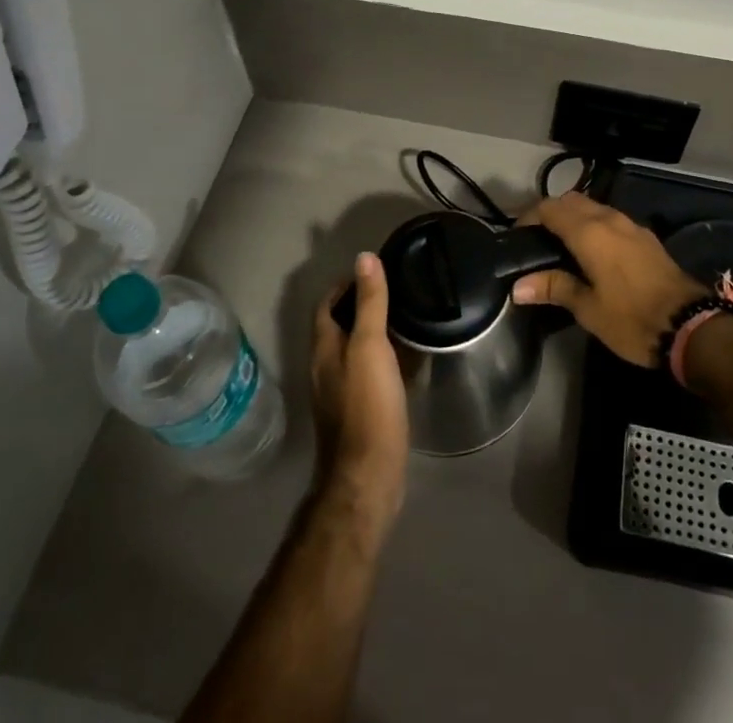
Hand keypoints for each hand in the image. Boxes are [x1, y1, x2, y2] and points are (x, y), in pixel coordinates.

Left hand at [311, 253, 409, 527]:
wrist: (368, 475)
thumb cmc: (368, 405)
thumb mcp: (371, 346)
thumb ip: (370, 303)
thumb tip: (364, 257)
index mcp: (324, 349)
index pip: (326, 305)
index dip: (345, 285)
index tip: (373, 271)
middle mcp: (326, 368)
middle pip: (340, 327)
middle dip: (362, 307)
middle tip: (396, 290)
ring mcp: (341, 393)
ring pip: (356, 351)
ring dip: (375, 333)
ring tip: (406, 318)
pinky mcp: (359, 413)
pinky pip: (370, 374)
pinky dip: (385, 360)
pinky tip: (409, 360)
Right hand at [512, 192, 707, 366]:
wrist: (689, 325)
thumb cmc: (632, 318)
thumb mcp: (588, 309)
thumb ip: (554, 288)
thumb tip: (518, 286)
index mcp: (589, 232)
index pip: (550, 208)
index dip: (530, 217)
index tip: (518, 236)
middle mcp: (609, 219)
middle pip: (572, 201)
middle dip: (552, 213)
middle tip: (539, 240)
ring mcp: (631, 225)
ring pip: (594, 207)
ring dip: (575, 218)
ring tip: (563, 246)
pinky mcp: (646, 237)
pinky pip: (611, 219)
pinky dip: (595, 226)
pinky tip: (594, 253)